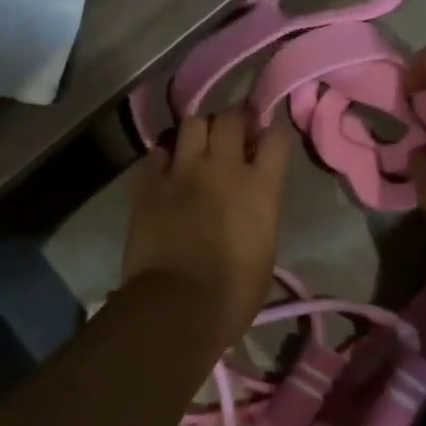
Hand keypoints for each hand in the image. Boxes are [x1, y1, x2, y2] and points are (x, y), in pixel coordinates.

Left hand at [122, 110, 291, 344]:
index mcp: (261, 187)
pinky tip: (168, 167)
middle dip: (235, 119)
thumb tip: (253, 201)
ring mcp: (183, 171)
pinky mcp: (150, 183)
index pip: (276, 137)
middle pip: (231, 118)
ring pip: (193, 123)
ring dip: (200, 129)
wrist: (177, 306)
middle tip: (234, 133)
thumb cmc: (234, 292)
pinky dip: (166, 154)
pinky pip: (158, 151)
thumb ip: (261, 211)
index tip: (268, 135)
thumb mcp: (266, 249)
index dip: (273, 130)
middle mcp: (224, 168)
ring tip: (199, 145)